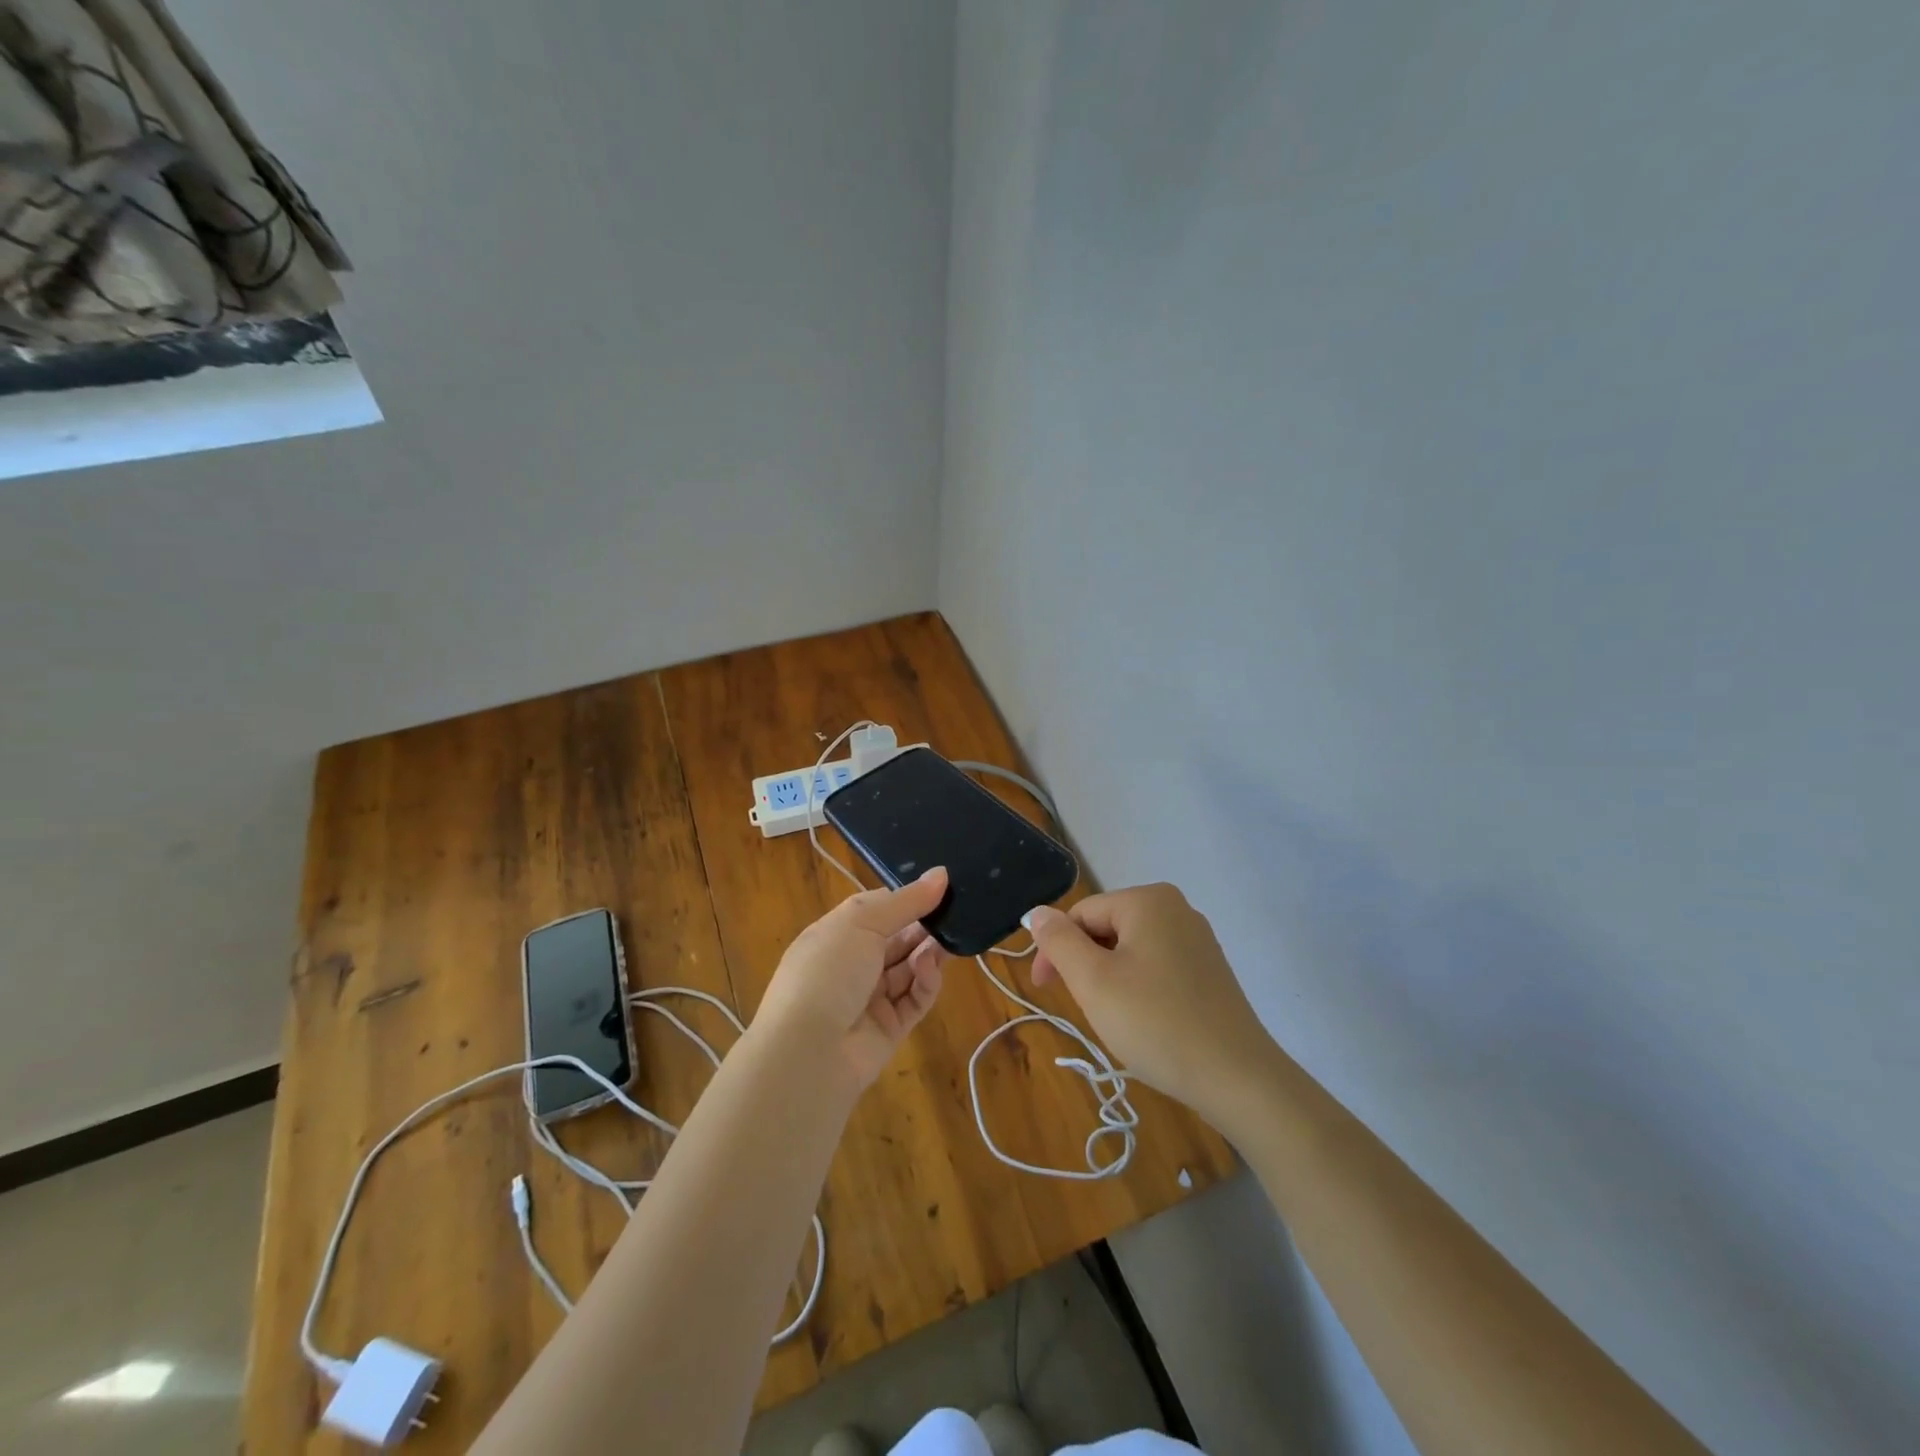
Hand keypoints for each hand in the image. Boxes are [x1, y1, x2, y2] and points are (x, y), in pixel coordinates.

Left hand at [752, 867, 950, 1090]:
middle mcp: (852, 963)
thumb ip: (906, 900)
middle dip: (924, 925)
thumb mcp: (863, 922)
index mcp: (836, 933)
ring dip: (928, 953)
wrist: (808, 1051)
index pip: (877, 909)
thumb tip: (942, 873)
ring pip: (909, 967)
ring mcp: (871, 997)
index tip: (940, 887)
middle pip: (897, 938)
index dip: (906, 898)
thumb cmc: (828, 970)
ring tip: (947, 941)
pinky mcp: (890, 1027)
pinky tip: (930, 969)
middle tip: (955, 913)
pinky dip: (926, 982)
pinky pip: (915, 999)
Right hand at [1027, 883, 1279, 1127]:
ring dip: (1110, 979)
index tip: (1044, 990)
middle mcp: (1176, 908)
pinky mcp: (1209, 969)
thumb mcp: (1093, 981)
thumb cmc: (1156, 1023)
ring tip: (1117, 1019)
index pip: (1081, 915)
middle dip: (1086, 965)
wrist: (1238, 1079)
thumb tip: (1038, 912)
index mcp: (1148, 900)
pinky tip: (1145, 1021)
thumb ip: (1059, 941)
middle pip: (1106, 928)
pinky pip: (1157, 966)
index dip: (1056, 951)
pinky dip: (1139, 988)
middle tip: (1086, 1009)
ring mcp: (1198, 939)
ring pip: (1130, 950)